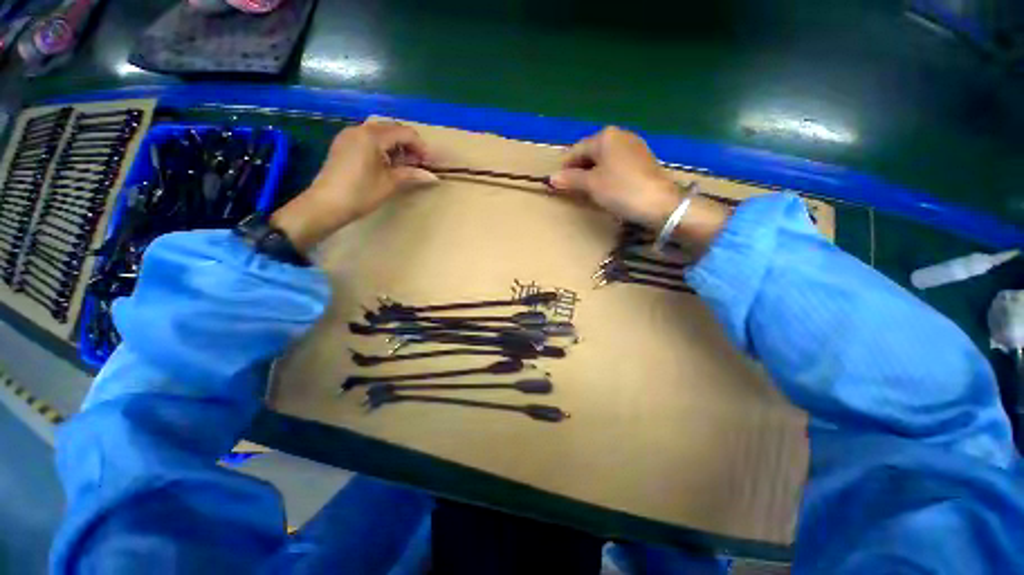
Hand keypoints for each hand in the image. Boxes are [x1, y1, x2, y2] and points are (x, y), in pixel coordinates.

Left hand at [271, 121, 437, 251]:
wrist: (326, 204)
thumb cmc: (361, 193)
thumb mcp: (390, 183)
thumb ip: (411, 174)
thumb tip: (433, 177)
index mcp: (373, 136)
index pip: (405, 133)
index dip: (421, 147)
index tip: (429, 164)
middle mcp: (360, 129)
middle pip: (393, 129)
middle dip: (409, 145)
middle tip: (418, 165)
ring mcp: (349, 135)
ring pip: (380, 133)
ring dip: (396, 146)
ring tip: (404, 166)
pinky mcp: (343, 144)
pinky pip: (368, 138)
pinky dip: (382, 147)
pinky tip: (386, 164)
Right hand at [549, 127, 728, 246]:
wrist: (659, 203)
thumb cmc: (620, 190)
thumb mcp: (591, 185)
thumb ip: (570, 179)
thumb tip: (551, 178)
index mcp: (606, 136)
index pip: (577, 150)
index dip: (564, 166)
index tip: (556, 182)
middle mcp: (620, 135)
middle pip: (591, 152)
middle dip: (579, 169)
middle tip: (570, 187)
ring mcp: (634, 146)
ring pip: (604, 158)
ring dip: (592, 172)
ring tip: (586, 189)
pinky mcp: (643, 159)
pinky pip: (617, 164)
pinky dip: (607, 174)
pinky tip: (606, 187)